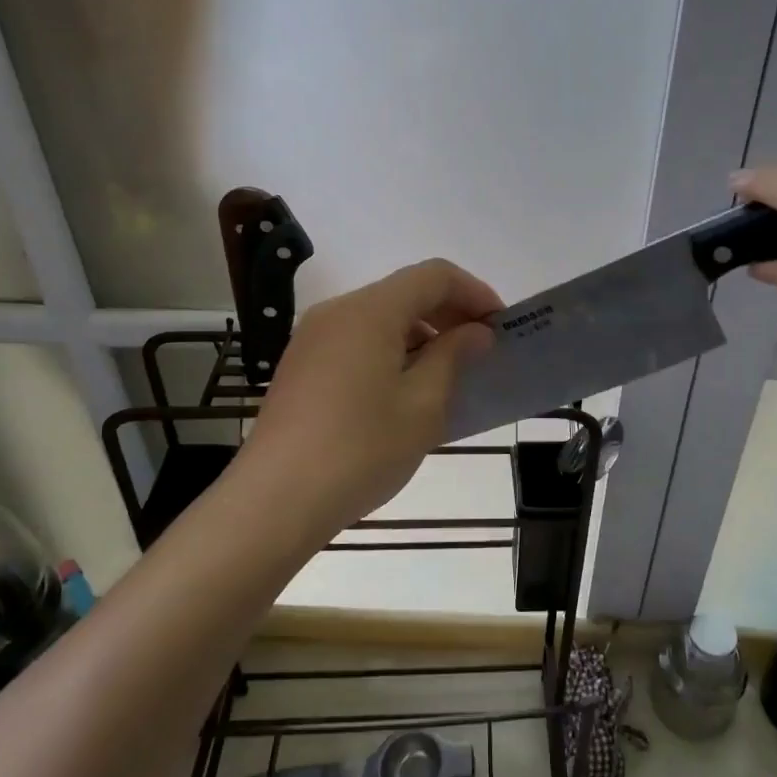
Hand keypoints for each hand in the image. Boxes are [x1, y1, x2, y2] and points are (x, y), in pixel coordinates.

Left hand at [234, 258, 501, 533]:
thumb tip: (475, 332)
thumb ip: (453, 356)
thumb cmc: (361, 449)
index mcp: (370, 311)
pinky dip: (391, 350)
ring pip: (379, 317)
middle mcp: (337, 311)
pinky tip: (405, 390)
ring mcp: (313, 338)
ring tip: (448, 374)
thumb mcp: (423, 404)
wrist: (276, 500)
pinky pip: (357, 340)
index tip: (500, 326)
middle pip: (404, 292)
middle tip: (480, 350)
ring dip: (421, 333)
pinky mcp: (301, 365)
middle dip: (449, 313)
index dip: (474, 292)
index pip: (434, 276)